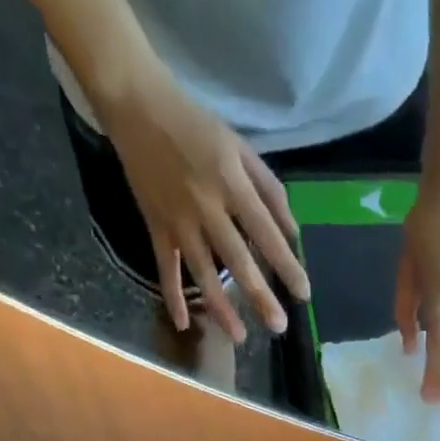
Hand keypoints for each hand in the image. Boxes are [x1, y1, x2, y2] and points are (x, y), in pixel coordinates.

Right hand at [100, 69, 309, 340]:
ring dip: (220, 307)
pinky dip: (172, 296)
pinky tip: (183, 324)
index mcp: (231, 182)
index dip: (286, 264)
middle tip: (278, 327)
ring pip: (202, 271)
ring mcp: (178, 219)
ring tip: (239, 337)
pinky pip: (166, 266)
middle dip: (259, 295)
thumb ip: (269, 191)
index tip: (303, 294)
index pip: (265, 232)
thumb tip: (293, 234)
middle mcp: (206, 205)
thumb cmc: (197, 127)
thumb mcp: (240, 148)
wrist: (136, 103)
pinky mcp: (155, 225)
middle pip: (236, 259)